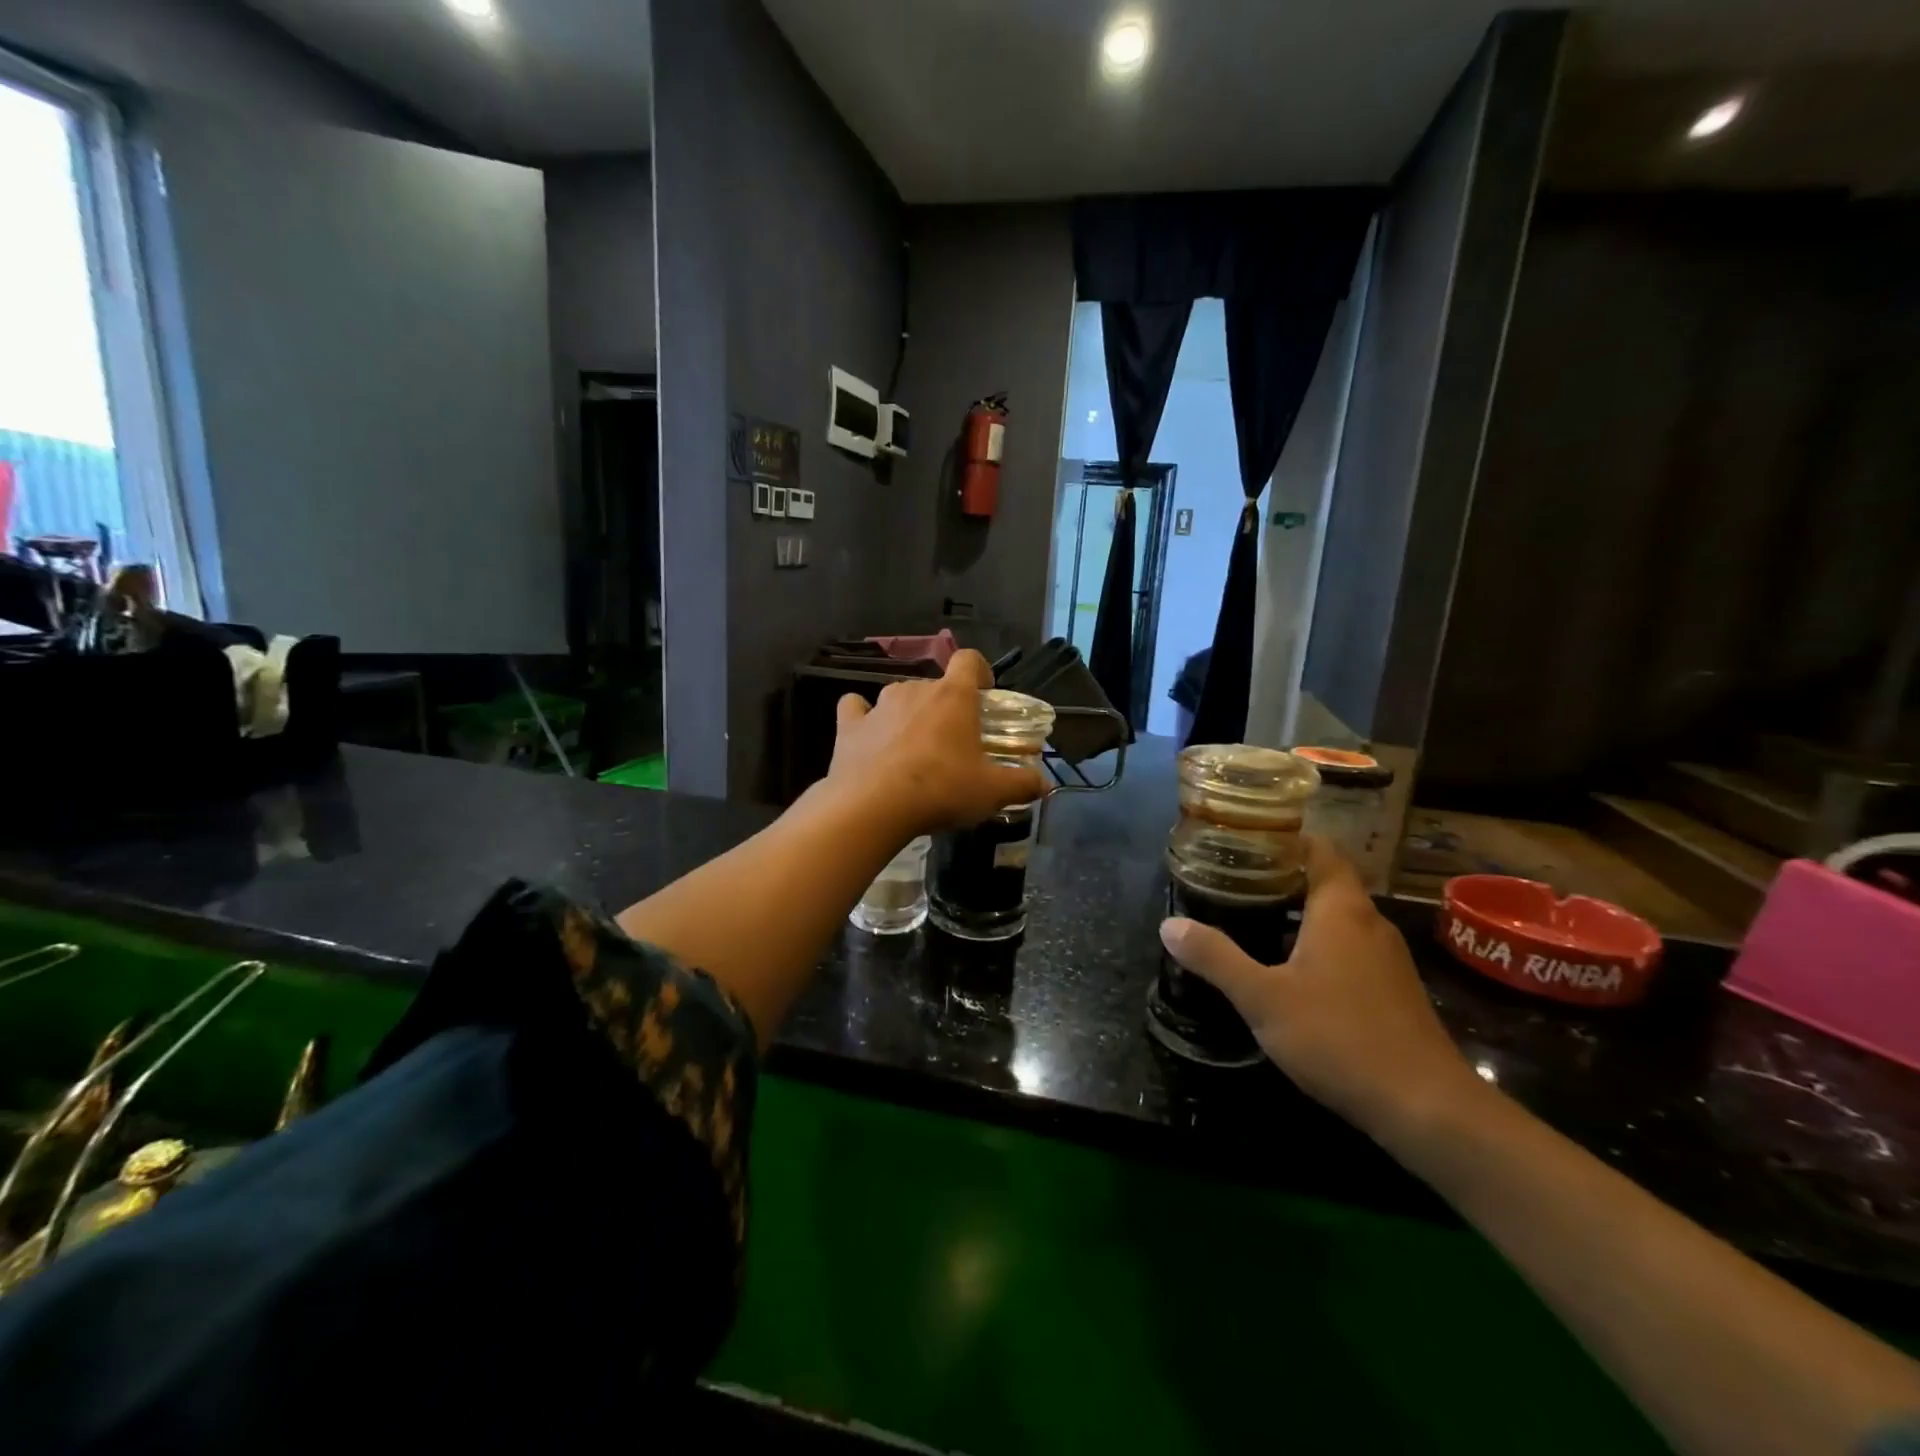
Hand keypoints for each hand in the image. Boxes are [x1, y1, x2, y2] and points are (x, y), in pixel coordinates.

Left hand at [829, 650, 1047, 837]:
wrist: (873, 806)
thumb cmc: (941, 789)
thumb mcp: (991, 792)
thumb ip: (1022, 783)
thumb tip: (1044, 784)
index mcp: (954, 696)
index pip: (969, 660)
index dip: (979, 672)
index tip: (984, 696)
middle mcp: (915, 689)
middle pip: (935, 685)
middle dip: (945, 707)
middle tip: (953, 742)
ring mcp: (878, 705)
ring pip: (898, 697)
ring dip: (908, 714)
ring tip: (913, 749)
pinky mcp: (848, 725)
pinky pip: (855, 708)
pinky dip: (862, 718)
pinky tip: (868, 737)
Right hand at [1159, 837, 1482, 1142]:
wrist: (1427, 1108)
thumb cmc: (1340, 1037)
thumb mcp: (1263, 998)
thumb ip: (1216, 958)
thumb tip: (1169, 924)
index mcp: (1341, 909)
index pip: (1318, 848)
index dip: (1282, 840)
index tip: (1241, 844)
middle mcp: (1368, 922)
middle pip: (1324, 881)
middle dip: (1279, 878)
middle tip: (1231, 882)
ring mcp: (1386, 958)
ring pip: (1336, 917)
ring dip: (1296, 913)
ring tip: (1248, 920)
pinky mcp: (1391, 990)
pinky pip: (1347, 948)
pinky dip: (1315, 944)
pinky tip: (1286, 969)